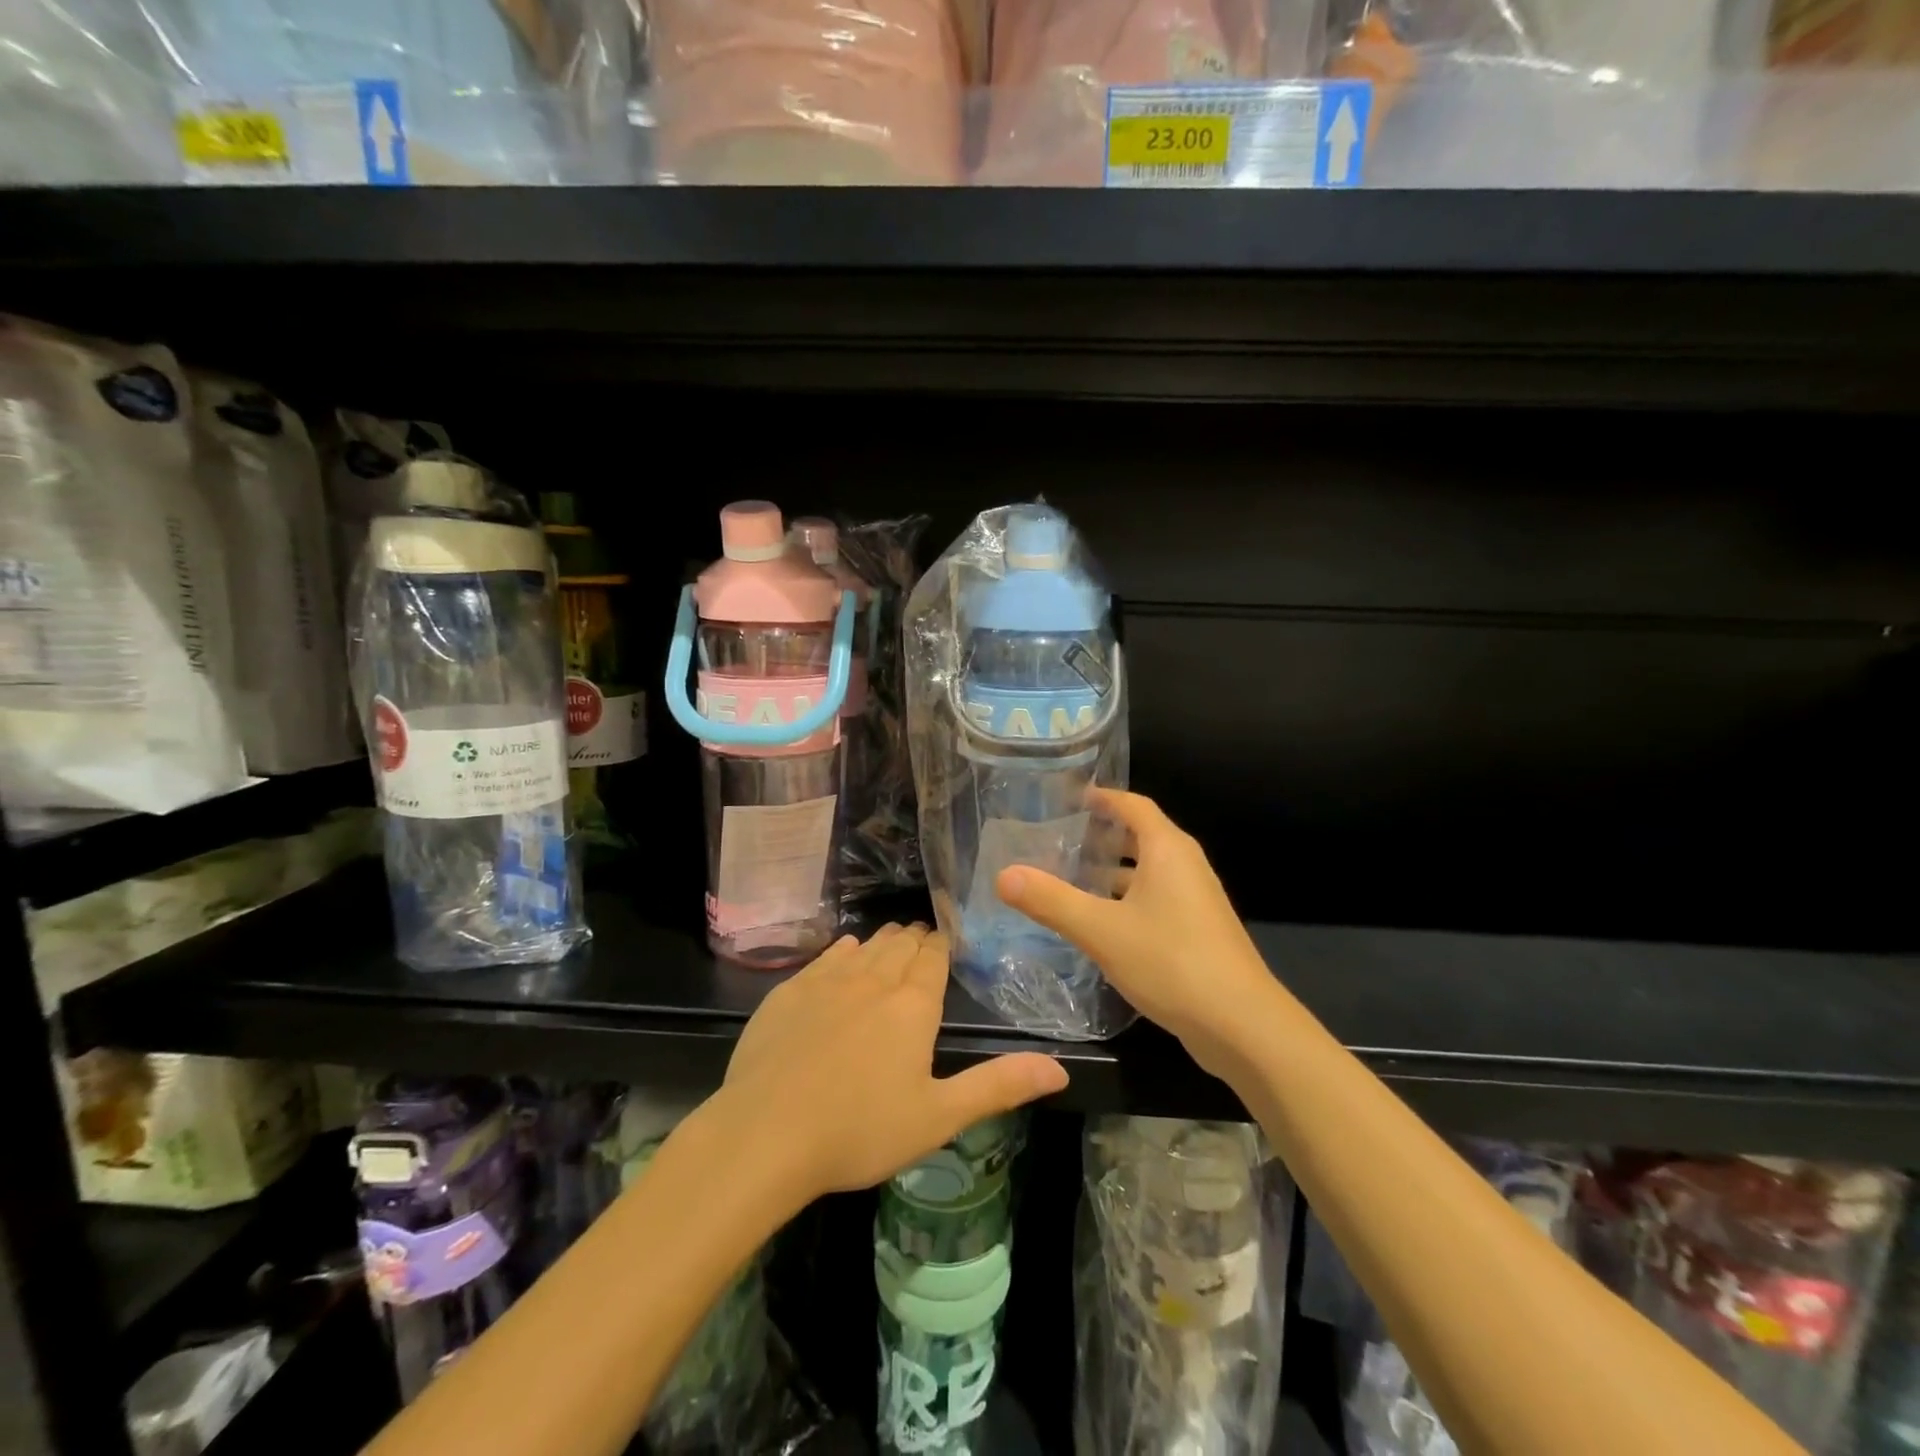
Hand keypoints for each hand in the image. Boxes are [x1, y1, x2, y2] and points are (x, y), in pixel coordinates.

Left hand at [706, 925, 1068, 1206]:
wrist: (766, 1133)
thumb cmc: (860, 1129)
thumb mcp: (938, 1116)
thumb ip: (999, 1086)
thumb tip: (1060, 1068)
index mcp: (913, 1005)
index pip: (934, 957)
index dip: (942, 946)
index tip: (946, 941)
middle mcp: (874, 979)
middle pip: (900, 945)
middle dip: (915, 941)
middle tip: (922, 942)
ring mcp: (827, 981)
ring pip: (865, 946)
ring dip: (883, 942)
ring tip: (892, 942)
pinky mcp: (790, 991)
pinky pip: (826, 956)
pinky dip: (843, 951)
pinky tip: (845, 952)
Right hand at [996, 790, 1276, 1075]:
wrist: (1242, 1025)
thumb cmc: (1171, 962)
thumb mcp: (1101, 930)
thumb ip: (1051, 900)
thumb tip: (1004, 875)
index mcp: (1168, 850)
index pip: (1133, 805)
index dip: (1103, 798)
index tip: (1070, 798)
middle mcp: (1186, 866)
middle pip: (1141, 836)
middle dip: (1102, 835)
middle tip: (1059, 840)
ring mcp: (1196, 900)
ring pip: (1148, 872)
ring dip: (1112, 871)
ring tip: (1071, 879)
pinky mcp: (1198, 931)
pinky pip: (1156, 899)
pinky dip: (1126, 899)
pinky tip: (1100, 923)